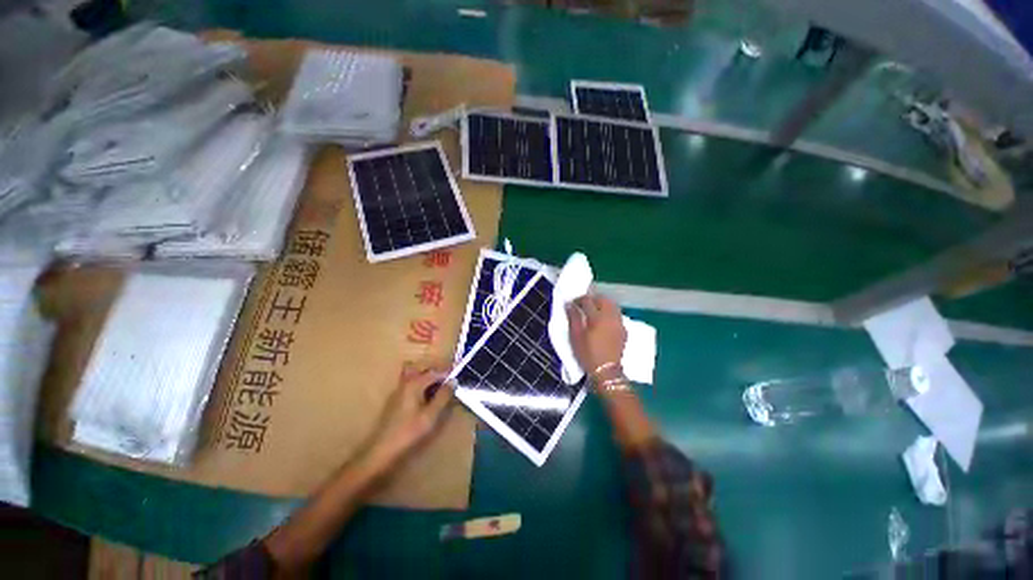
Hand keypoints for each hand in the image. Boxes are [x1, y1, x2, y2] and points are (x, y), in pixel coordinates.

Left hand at [369, 365, 454, 462]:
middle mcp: (405, 384)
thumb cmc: (409, 433)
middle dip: (437, 373)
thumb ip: (443, 396)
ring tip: (440, 389)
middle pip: (422, 370)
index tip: (460, 375)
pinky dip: (421, 387)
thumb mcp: (431, 415)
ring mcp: (398, 392)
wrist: (381, 452)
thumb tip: (453, 381)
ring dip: (428, 379)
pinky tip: (427, 399)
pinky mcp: (396, 402)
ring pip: (415, 377)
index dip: (448, 373)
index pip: (434, 372)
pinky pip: (411, 386)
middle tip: (450, 381)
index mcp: (414, 384)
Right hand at [567, 293, 626, 383]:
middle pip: (603, 299)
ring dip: (602, 303)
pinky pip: (617, 314)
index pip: (587, 301)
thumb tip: (569, 305)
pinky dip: (610, 312)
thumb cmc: (587, 354)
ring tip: (594, 310)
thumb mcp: (575, 336)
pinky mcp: (624, 330)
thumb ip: (573, 318)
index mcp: (597, 317)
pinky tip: (604, 320)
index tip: (572, 303)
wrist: (606, 372)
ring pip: (612, 305)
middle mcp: (610, 317)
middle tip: (583, 304)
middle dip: (593, 298)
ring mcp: (619, 323)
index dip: (578, 299)